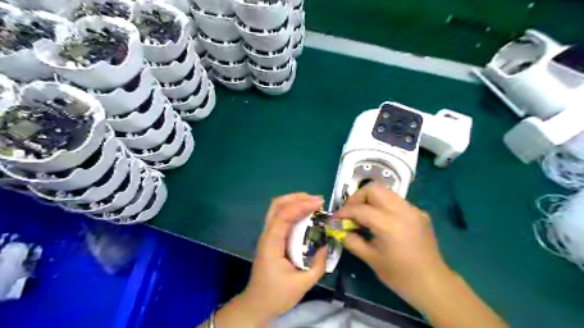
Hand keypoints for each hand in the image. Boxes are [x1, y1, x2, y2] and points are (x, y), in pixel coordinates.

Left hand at [220, 192, 327, 324]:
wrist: (257, 304)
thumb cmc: (277, 295)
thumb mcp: (303, 284)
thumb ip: (318, 264)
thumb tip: (326, 245)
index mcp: (271, 244)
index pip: (283, 216)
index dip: (301, 205)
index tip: (319, 203)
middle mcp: (267, 234)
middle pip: (277, 205)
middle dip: (297, 197)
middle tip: (317, 200)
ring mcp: (267, 235)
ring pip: (277, 208)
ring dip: (294, 201)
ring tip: (313, 202)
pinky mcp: (271, 237)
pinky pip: (280, 217)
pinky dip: (293, 210)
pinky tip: (305, 213)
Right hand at [336, 184, 447, 307]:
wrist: (433, 283)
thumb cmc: (399, 275)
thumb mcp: (370, 259)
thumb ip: (351, 240)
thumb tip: (338, 229)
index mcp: (389, 224)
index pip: (359, 208)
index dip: (343, 212)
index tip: (335, 219)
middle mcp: (402, 210)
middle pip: (373, 188)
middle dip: (357, 197)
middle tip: (351, 212)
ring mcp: (413, 209)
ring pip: (386, 192)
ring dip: (370, 200)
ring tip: (364, 216)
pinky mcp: (419, 213)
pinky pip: (396, 201)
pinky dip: (384, 206)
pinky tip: (382, 222)